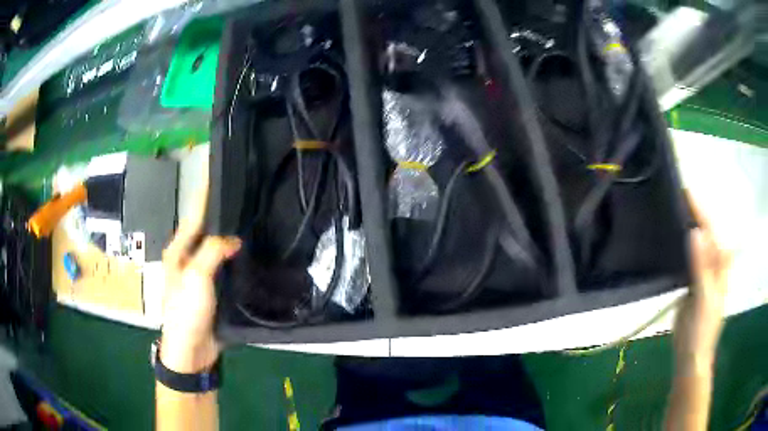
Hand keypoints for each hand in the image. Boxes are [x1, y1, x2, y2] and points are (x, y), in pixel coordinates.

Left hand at [160, 192, 240, 373]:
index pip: (195, 213)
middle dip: (221, 209)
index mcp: (179, 250)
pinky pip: (226, 265)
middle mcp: (189, 257)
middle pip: (207, 227)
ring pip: (218, 246)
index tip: (218, 169)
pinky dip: (236, 254)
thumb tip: (234, 239)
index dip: (206, 191)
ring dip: (230, 231)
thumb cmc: (186, 311)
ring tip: (251, 214)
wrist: (191, 349)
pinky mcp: (215, 287)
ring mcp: (202, 273)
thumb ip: (213, 251)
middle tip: (245, 191)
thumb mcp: (196, 277)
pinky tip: (251, 248)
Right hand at [673, 197, 730, 371]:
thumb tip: (695, 231)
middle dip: (689, 212)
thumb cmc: (701, 329)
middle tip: (669, 195)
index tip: (681, 189)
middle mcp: (713, 260)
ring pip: (692, 242)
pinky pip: (684, 256)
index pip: (710, 227)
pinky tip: (665, 238)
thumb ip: (701, 266)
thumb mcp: (704, 298)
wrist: (690, 355)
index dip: (698, 208)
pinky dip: (676, 245)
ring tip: (664, 210)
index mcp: (720, 261)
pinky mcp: (690, 279)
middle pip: (702, 230)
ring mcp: (701, 269)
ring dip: (682, 226)